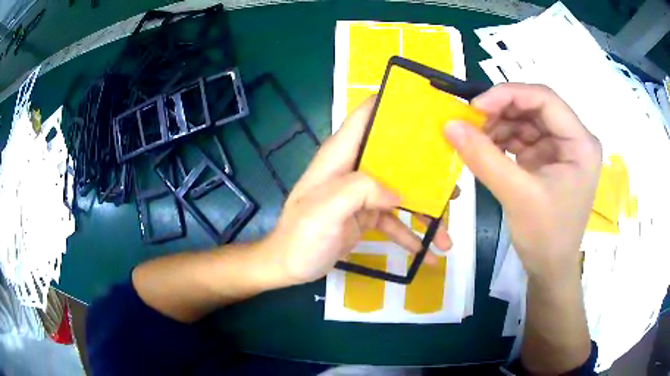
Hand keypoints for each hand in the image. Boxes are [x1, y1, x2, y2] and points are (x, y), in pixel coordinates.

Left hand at [266, 97, 453, 285]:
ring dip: (426, 211)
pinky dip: (412, 236)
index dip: (393, 104)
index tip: (427, 107)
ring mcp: (363, 194)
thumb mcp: (325, 210)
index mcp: (341, 155)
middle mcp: (355, 168)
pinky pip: (396, 222)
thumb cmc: (301, 236)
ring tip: (447, 235)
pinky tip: (429, 254)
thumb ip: (360, 191)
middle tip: (453, 179)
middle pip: (396, 154)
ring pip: (403, 192)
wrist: (289, 266)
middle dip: (426, 165)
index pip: (366, 115)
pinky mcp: (367, 216)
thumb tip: (397, 194)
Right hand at [444, 84, 601, 283]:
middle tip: (470, 122)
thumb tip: (449, 125)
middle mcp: (573, 139)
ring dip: (499, 126)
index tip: (475, 107)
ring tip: (475, 138)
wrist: (549, 269)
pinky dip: (502, 140)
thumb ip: (484, 158)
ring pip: (525, 120)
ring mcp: (560, 149)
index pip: (545, 99)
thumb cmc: (545, 237)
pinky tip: (485, 148)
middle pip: (534, 107)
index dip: (509, 95)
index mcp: (580, 143)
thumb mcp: (517, 196)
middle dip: (501, 111)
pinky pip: (522, 138)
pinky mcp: (547, 159)